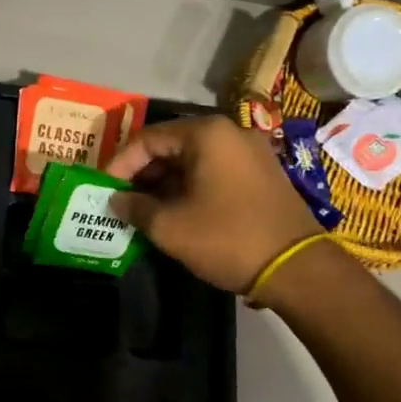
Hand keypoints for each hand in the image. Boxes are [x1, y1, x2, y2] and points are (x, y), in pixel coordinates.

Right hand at [106, 114, 322, 294]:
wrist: (297, 268)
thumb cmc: (227, 239)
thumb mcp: (170, 227)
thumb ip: (135, 208)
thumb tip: (116, 201)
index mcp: (206, 134)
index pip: (147, 139)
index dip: (120, 165)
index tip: (104, 190)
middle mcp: (230, 133)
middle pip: (171, 146)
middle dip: (142, 174)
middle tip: (121, 201)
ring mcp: (250, 153)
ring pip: (193, 160)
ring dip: (165, 183)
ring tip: (144, 210)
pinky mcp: (261, 174)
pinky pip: (214, 171)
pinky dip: (190, 187)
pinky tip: (175, 212)